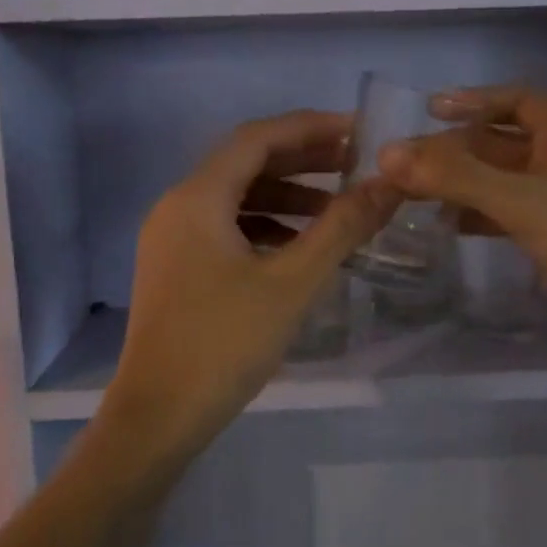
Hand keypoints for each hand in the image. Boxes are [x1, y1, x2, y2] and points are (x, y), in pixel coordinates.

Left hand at [106, 111, 396, 457]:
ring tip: (336, 208)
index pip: (257, 138)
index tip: (357, 131)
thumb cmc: (224, 344)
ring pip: (235, 198)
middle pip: (245, 163)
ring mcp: (172, 240)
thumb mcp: (292, 283)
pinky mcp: (176, 269)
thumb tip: (389, 184)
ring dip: (285, 196)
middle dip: (302, 160)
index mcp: (197, 198)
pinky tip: (299, 247)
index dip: (309, 128)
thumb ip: (342, 228)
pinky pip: (225, 228)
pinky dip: (265, 227)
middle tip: (355, 164)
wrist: (157, 418)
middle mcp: (177, 207)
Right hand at [378, 86, 546, 372]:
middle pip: (500, 141)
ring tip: (415, 195)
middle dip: (455, 151)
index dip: (472, 100)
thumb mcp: (521, 201)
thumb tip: (388, 154)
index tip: (428, 110)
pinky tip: (449, 225)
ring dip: (462, 184)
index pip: (514, 100)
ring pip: (502, 179)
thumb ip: (455, 177)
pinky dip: (480, 213)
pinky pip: (510, 211)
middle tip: (405, 163)